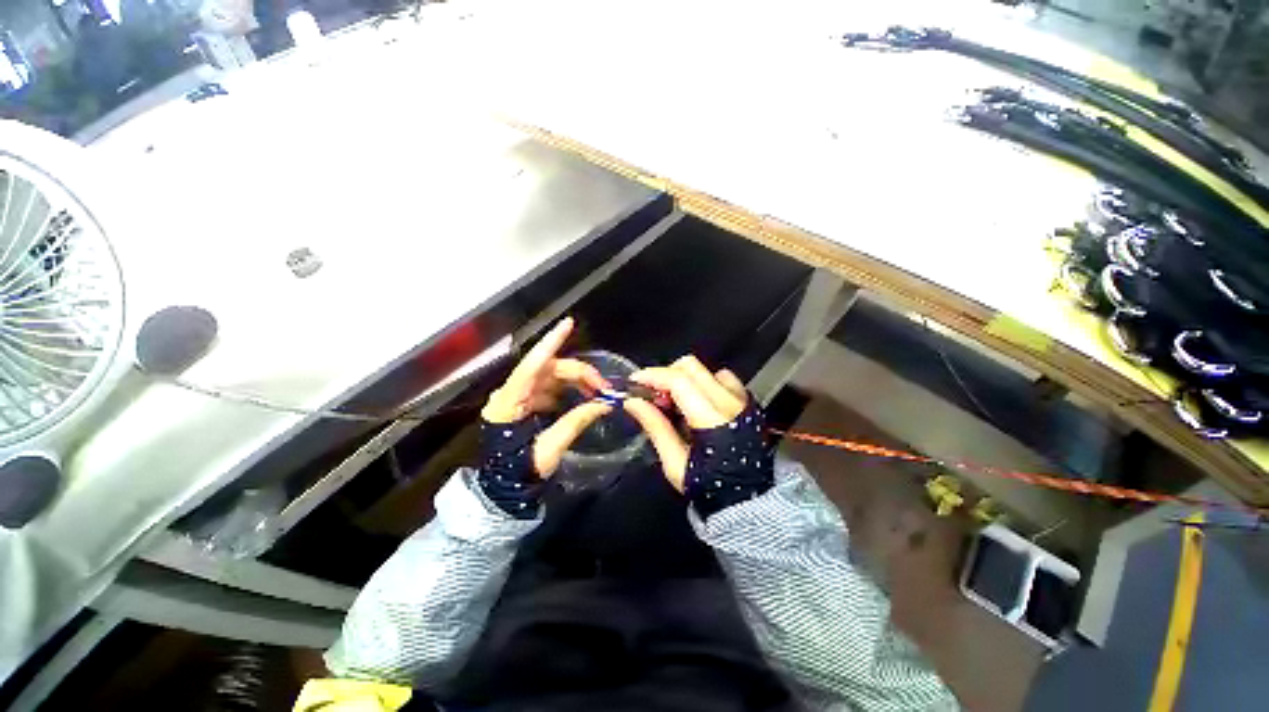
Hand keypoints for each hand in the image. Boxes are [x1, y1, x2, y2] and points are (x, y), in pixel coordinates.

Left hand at [481, 318, 612, 476]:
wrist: (503, 488)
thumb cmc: (520, 470)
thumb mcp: (550, 448)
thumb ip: (576, 422)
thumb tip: (605, 403)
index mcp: (509, 401)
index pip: (532, 364)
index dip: (551, 342)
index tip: (568, 323)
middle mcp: (512, 392)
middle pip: (549, 369)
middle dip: (579, 373)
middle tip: (603, 386)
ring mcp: (519, 397)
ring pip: (552, 377)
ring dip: (577, 380)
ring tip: (599, 391)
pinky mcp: (527, 403)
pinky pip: (551, 388)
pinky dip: (570, 389)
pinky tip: (585, 397)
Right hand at [622, 355, 748, 491]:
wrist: (748, 500)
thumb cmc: (708, 486)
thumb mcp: (675, 463)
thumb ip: (655, 427)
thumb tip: (633, 402)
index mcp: (712, 418)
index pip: (678, 380)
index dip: (652, 376)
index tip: (633, 383)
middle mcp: (730, 400)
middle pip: (691, 366)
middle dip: (666, 374)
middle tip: (654, 396)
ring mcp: (742, 399)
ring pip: (706, 370)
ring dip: (685, 379)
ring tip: (675, 402)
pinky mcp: (748, 402)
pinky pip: (723, 379)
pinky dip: (704, 384)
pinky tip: (697, 403)